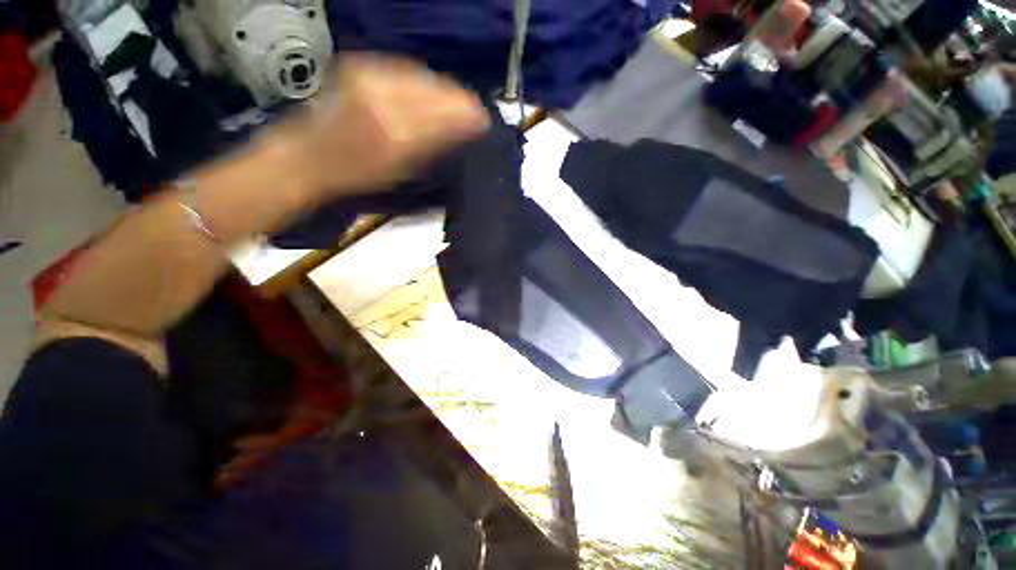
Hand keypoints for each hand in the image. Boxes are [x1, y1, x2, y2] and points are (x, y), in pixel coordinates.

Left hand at [277, 54, 490, 199]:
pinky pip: (401, 69)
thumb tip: (464, 129)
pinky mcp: (357, 66)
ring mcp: (367, 76)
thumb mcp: (403, 170)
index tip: (482, 118)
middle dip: (457, 98)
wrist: (309, 157)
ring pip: (420, 74)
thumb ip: (435, 146)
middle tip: (471, 111)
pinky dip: (419, 81)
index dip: (468, 112)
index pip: (445, 111)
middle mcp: (383, 96)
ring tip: (452, 103)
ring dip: (440, 89)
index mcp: (396, 131)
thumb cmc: (357, 175)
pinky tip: (426, 93)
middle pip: (435, 87)